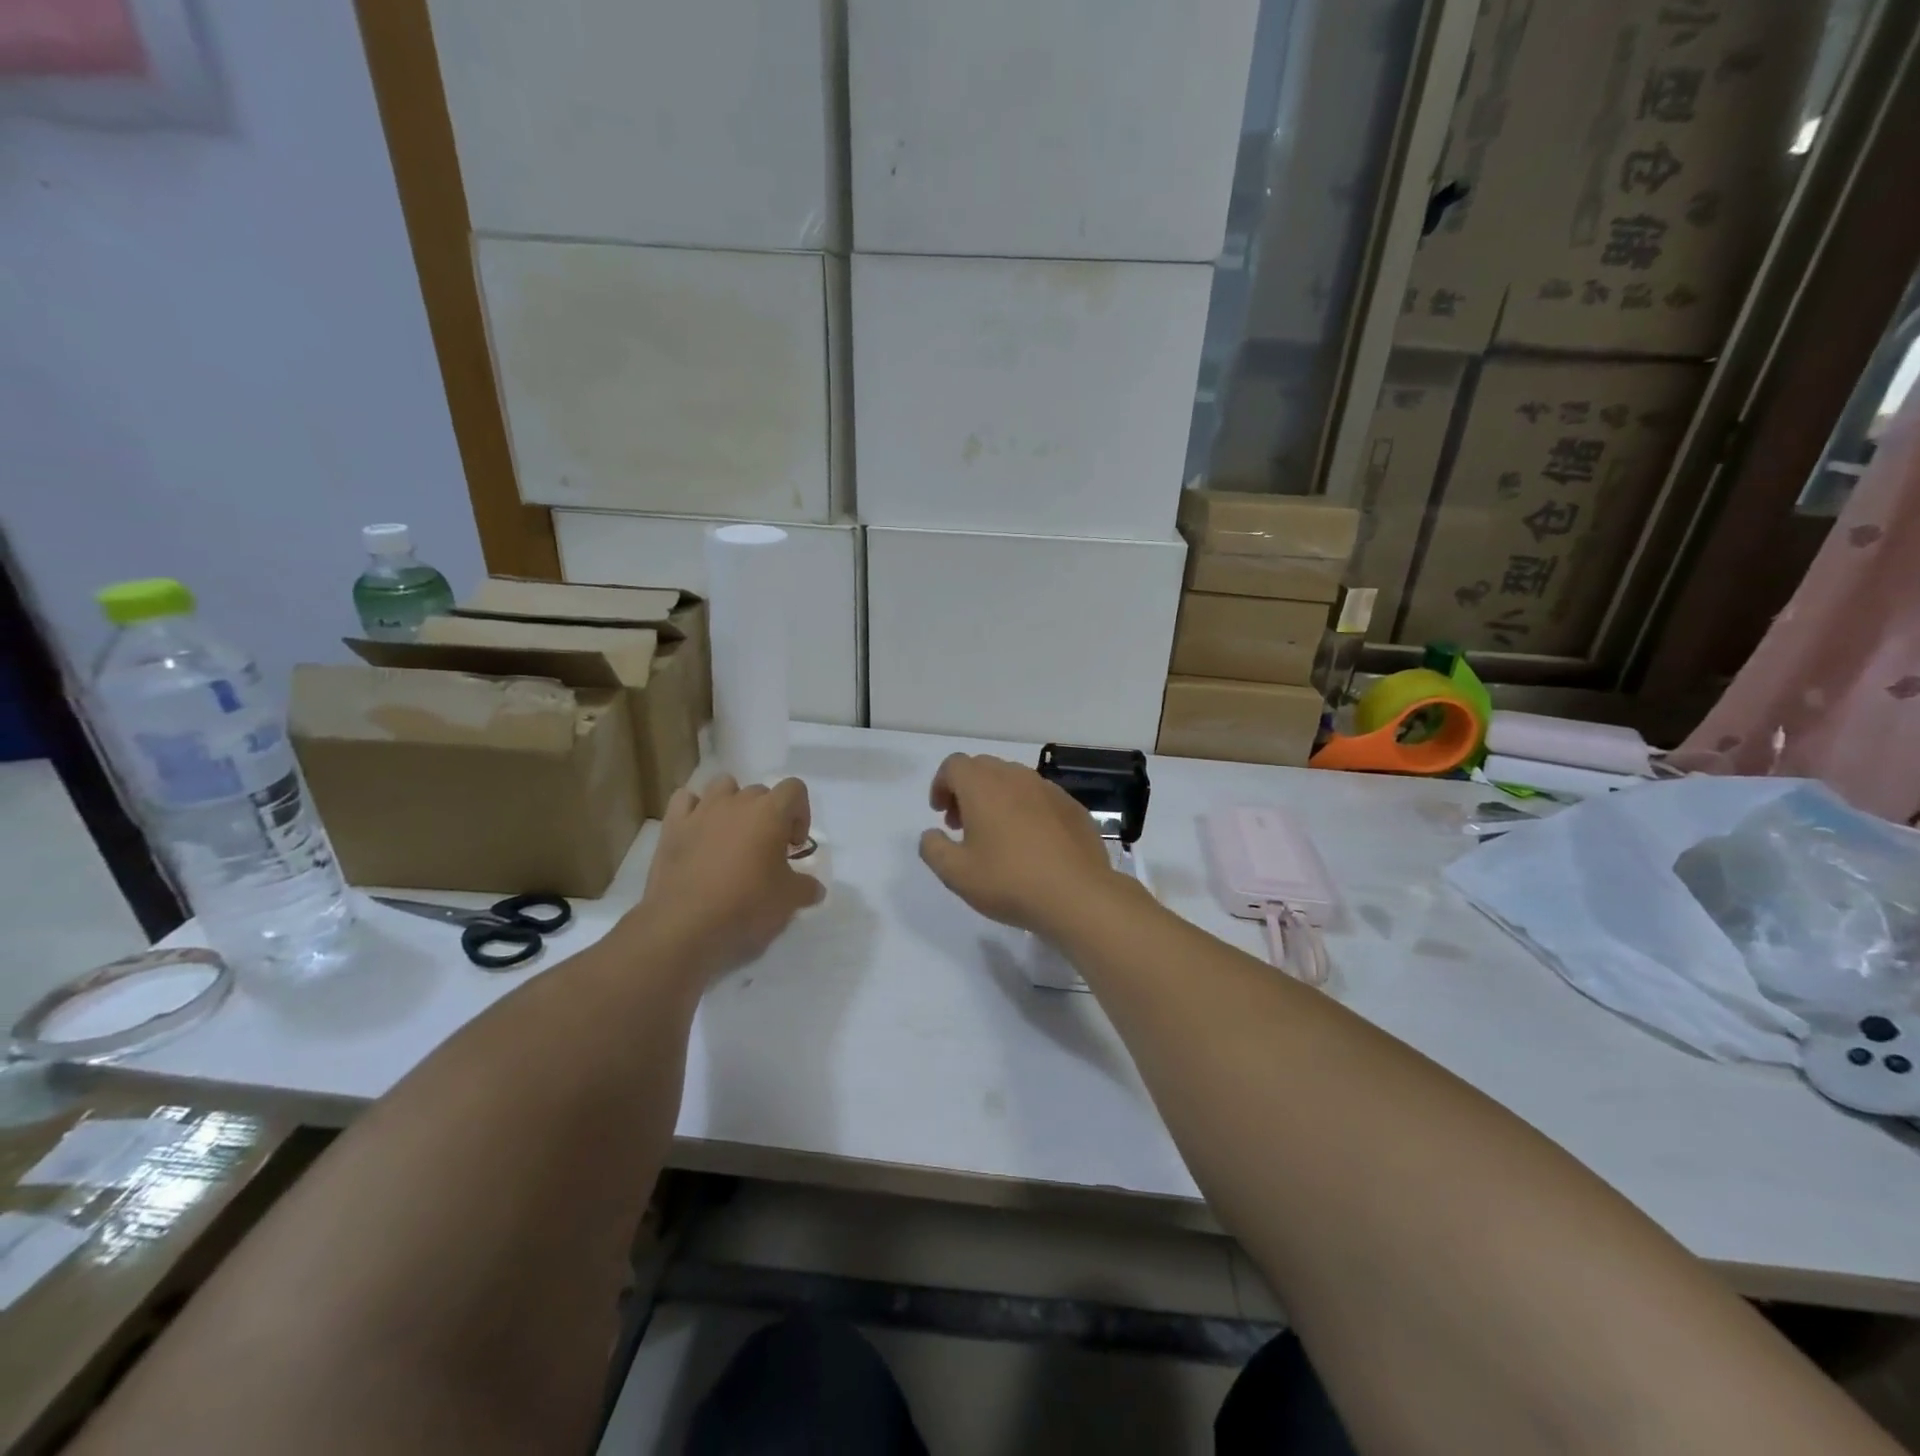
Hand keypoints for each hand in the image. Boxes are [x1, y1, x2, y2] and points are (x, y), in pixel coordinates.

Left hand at [629, 775, 823, 981]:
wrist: (685, 925)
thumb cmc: (745, 906)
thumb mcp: (790, 901)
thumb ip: (807, 887)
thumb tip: (814, 888)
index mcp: (770, 813)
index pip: (794, 789)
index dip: (800, 814)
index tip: (793, 846)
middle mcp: (737, 802)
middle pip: (760, 791)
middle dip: (767, 814)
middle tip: (765, 849)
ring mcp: (702, 810)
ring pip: (723, 786)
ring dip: (732, 803)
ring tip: (732, 834)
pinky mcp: (673, 825)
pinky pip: (685, 800)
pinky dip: (694, 809)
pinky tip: (698, 830)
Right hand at [918, 754, 1129, 938]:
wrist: (1078, 895)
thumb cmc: (1009, 881)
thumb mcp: (956, 874)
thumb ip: (933, 849)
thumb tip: (931, 834)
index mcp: (983, 786)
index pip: (954, 765)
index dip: (941, 785)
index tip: (941, 814)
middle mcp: (1016, 777)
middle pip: (984, 768)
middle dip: (967, 790)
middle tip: (963, 825)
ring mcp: (1048, 790)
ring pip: (1014, 781)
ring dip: (997, 799)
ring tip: (996, 836)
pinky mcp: (1072, 807)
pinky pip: (1040, 798)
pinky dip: (1026, 810)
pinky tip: (1030, 844)